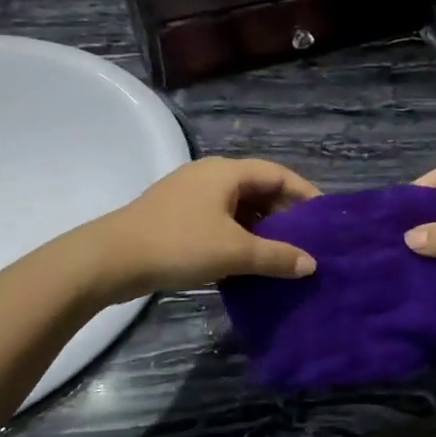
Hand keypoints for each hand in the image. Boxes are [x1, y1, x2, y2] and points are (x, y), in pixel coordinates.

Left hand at [87, 158, 319, 302]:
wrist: (110, 259)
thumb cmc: (178, 245)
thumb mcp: (234, 252)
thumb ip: (276, 257)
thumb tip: (311, 264)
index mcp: (226, 172)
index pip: (278, 174)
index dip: (305, 193)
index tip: (325, 217)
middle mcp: (209, 175)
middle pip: (258, 188)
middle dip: (284, 213)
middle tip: (306, 240)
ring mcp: (189, 194)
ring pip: (237, 206)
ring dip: (260, 227)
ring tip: (280, 253)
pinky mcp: (175, 215)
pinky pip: (218, 219)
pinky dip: (237, 235)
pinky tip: (245, 260)